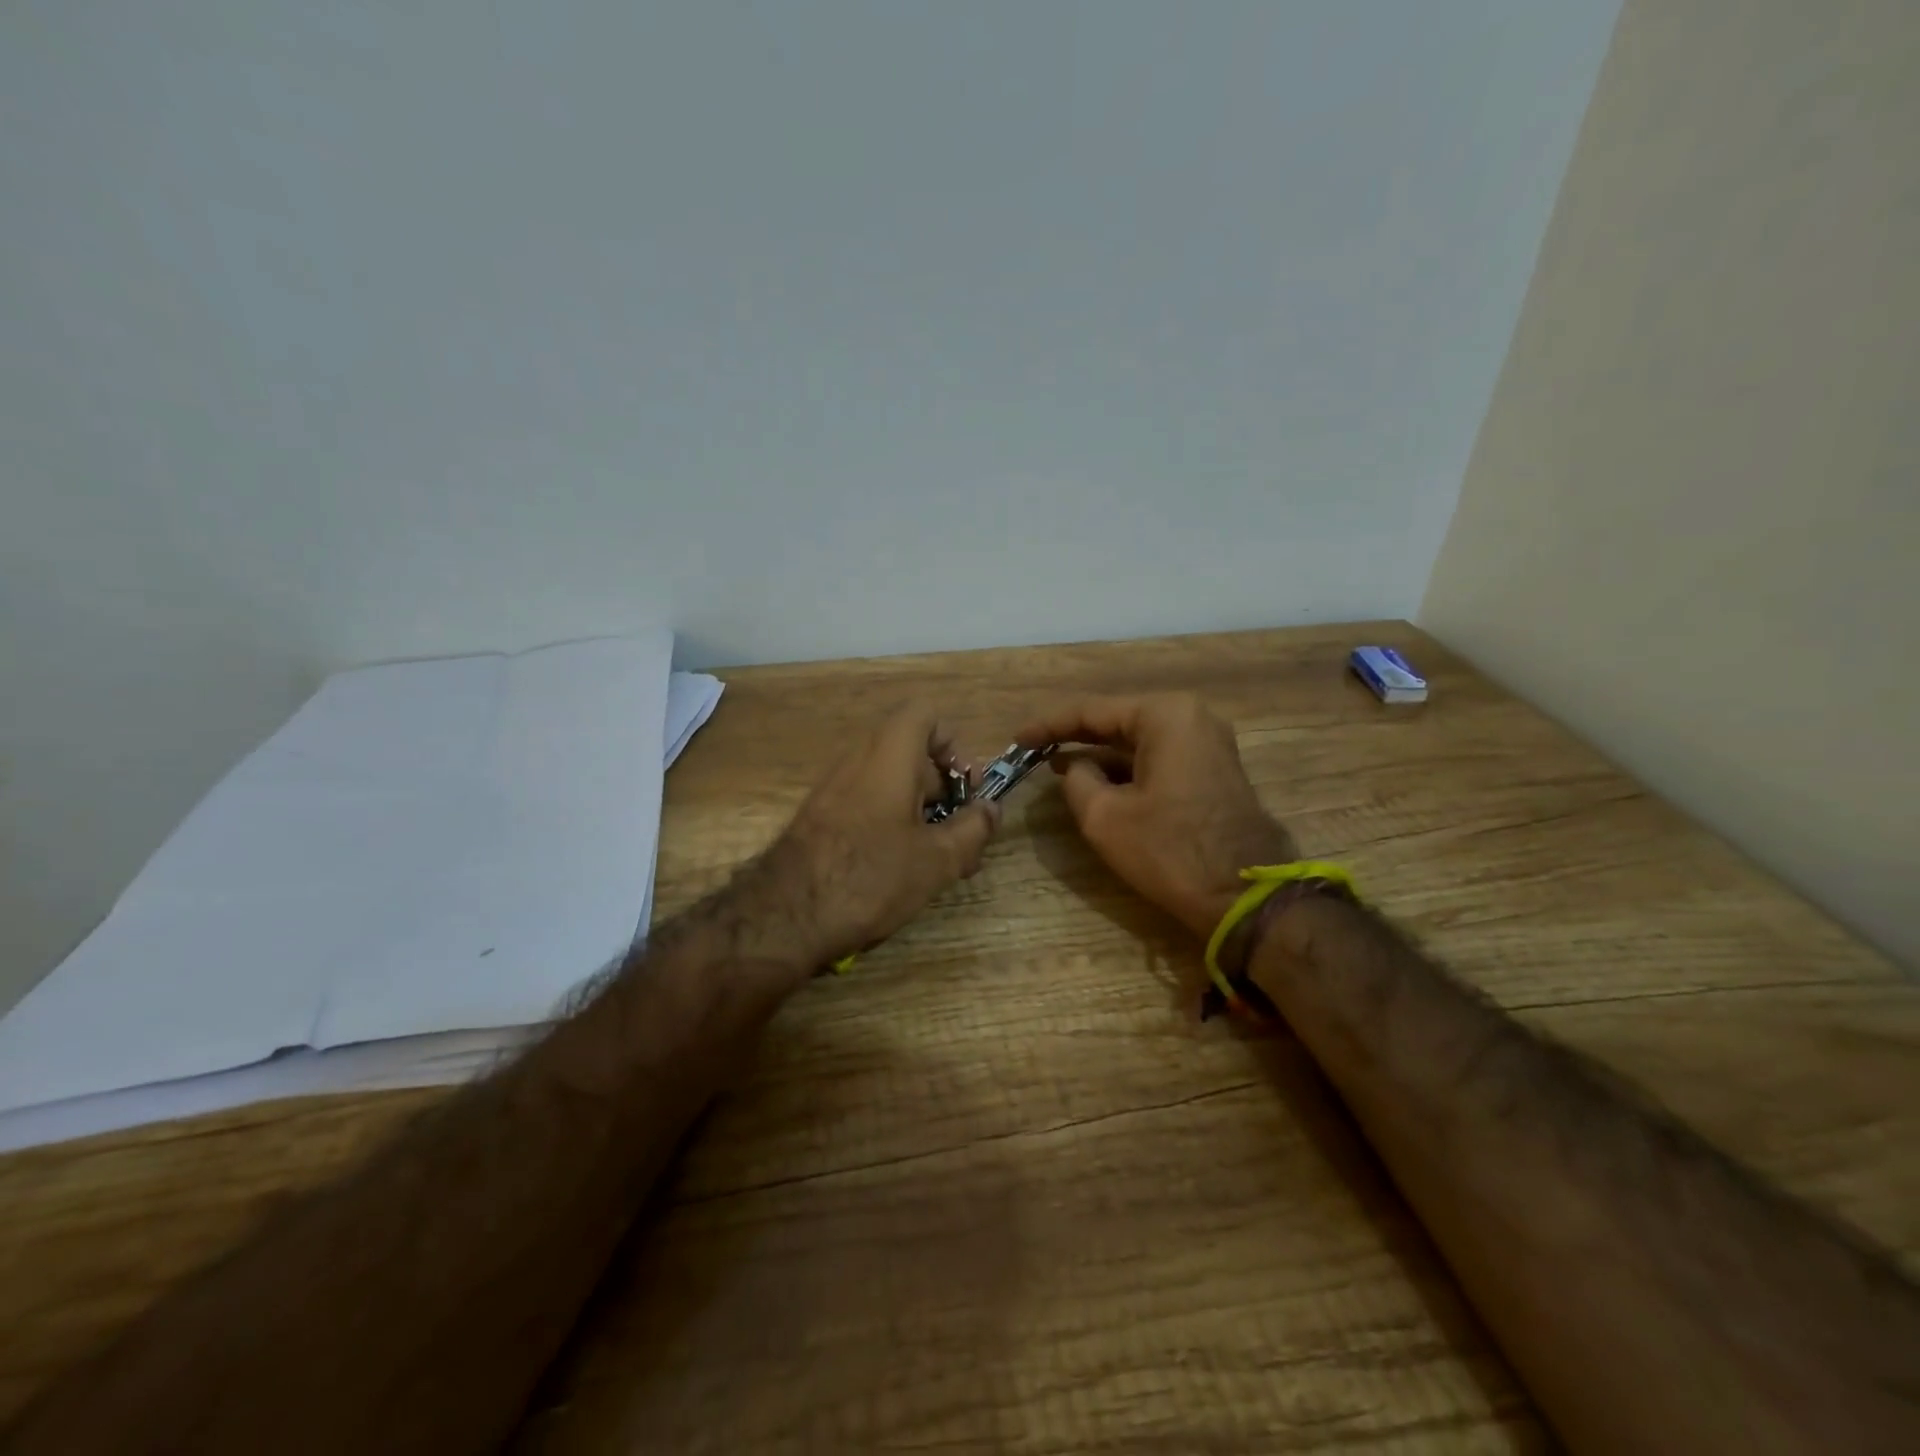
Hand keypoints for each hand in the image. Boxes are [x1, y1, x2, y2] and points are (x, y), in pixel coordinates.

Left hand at [752, 703, 1001, 967]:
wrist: (786, 914)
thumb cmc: (871, 876)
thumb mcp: (938, 859)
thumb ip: (974, 828)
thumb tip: (991, 809)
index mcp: (890, 754)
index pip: (925, 714)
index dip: (954, 744)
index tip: (967, 787)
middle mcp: (859, 758)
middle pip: (911, 750)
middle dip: (944, 786)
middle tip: (962, 831)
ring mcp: (834, 785)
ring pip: (890, 780)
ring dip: (921, 809)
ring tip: (937, 858)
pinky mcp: (820, 813)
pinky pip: (867, 800)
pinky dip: (892, 820)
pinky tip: (901, 867)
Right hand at [1016, 693, 1295, 938]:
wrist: (1243, 897)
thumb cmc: (1170, 850)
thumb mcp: (1105, 817)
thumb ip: (1076, 780)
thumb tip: (1077, 767)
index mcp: (1165, 715)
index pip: (1092, 711)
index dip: (1048, 725)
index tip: (1017, 741)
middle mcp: (1191, 717)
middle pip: (1117, 721)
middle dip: (1074, 736)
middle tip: (1033, 750)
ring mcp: (1207, 743)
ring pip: (1138, 741)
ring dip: (1099, 753)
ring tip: (1056, 764)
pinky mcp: (1212, 770)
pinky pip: (1158, 758)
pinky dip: (1126, 768)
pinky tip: (1097, 780)